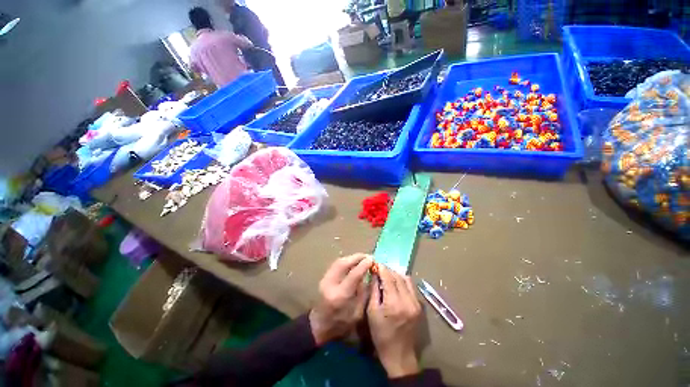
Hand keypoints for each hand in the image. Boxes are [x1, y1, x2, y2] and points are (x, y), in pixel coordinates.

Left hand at [309, 254, 372, 345]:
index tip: (373, 259)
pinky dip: (346, 260)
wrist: (319, 326)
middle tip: (368, 256)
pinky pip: (336, 264)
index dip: (364, 265)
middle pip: (343, 264)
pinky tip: (353, 262)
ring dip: (352, 257)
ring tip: (363, 258)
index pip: (353, 275)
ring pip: (339, 261)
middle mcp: (330, 284)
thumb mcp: (358, 313)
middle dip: (357, 257)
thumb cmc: (341, 324)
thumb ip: (364, 292)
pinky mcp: (323, 277)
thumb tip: (370, 274)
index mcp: (340, 296)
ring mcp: (324, 279)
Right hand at [367, 265, 421, 378]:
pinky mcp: (419, 306)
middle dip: (388, 270)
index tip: (375, 263)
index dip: (381, 268)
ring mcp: (416, 303)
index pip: (388, 277)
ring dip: (396, 275)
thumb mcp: (372, 311)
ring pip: (406, 279)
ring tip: (387, 277)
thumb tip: (375, 274)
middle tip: (379, 269)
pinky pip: (411, 287)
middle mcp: (408, 300)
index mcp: (394, 303)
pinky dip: (402, 282)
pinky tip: (395, 285)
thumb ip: (374, 290)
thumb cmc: (381, 334)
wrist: (399, 354)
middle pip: (398, 276)